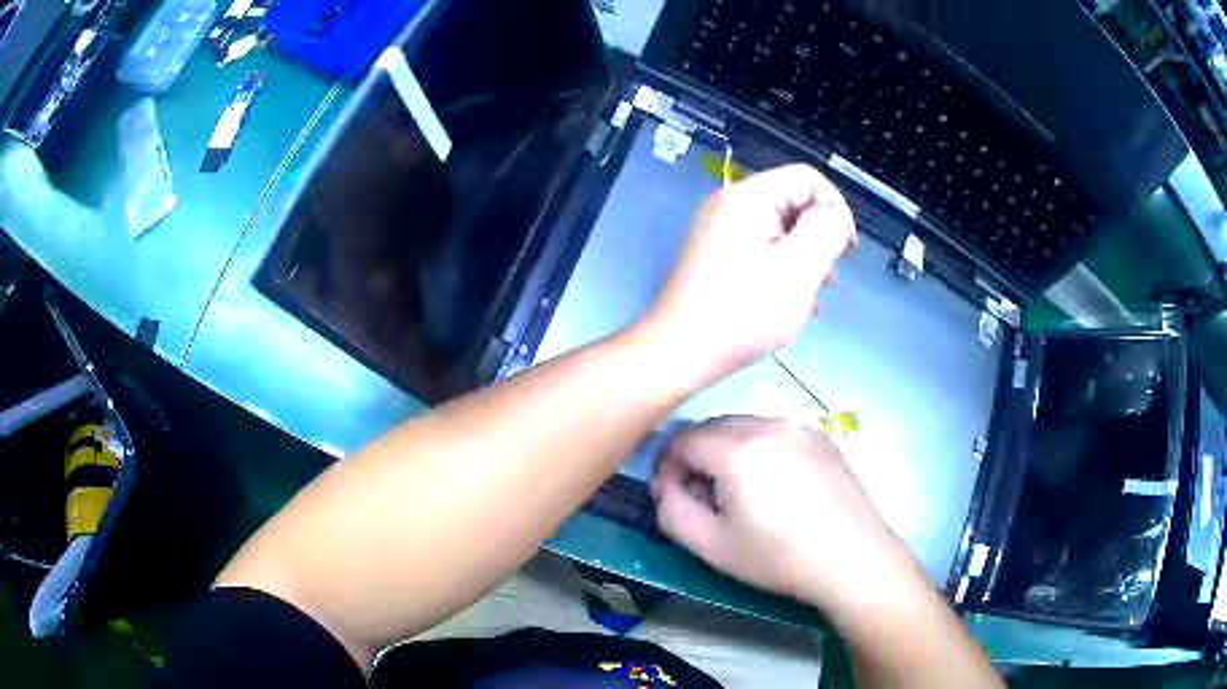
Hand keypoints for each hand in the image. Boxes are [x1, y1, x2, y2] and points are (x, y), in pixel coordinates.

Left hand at [643, 164, 855, 383]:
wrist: (677, 354)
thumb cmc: (741, 314)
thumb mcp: (798, 271)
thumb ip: (825, 232)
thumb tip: (834, 215)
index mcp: (748, 198)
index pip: (807, 178)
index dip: (835, 208)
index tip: (845, 251)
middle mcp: (730, 205)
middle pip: (793, 203)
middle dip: (819, 238)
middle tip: (827, 279)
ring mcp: (720, 231)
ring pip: (780, 231)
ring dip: (804, 259)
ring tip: (813, 297)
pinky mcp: (716, 257)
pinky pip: (761, 250)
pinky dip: (782, 270)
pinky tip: (792, 304)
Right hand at [651, 417, 920, 616]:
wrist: (854, 560)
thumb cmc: (779, 558)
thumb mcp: (711, 546)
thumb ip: (671, 510)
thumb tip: (664, 485)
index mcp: (738, 449)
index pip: (682, 439)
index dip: (667, 465)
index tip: (671, 494)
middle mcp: (769, 424)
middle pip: (714, 428)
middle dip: (698, 457)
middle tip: (704, 496)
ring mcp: (801, 427)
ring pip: (746, 427)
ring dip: (729, 452)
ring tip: (741, 493)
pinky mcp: (823, 437)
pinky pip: (777, 433)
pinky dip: (762, 451)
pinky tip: (777, 488)